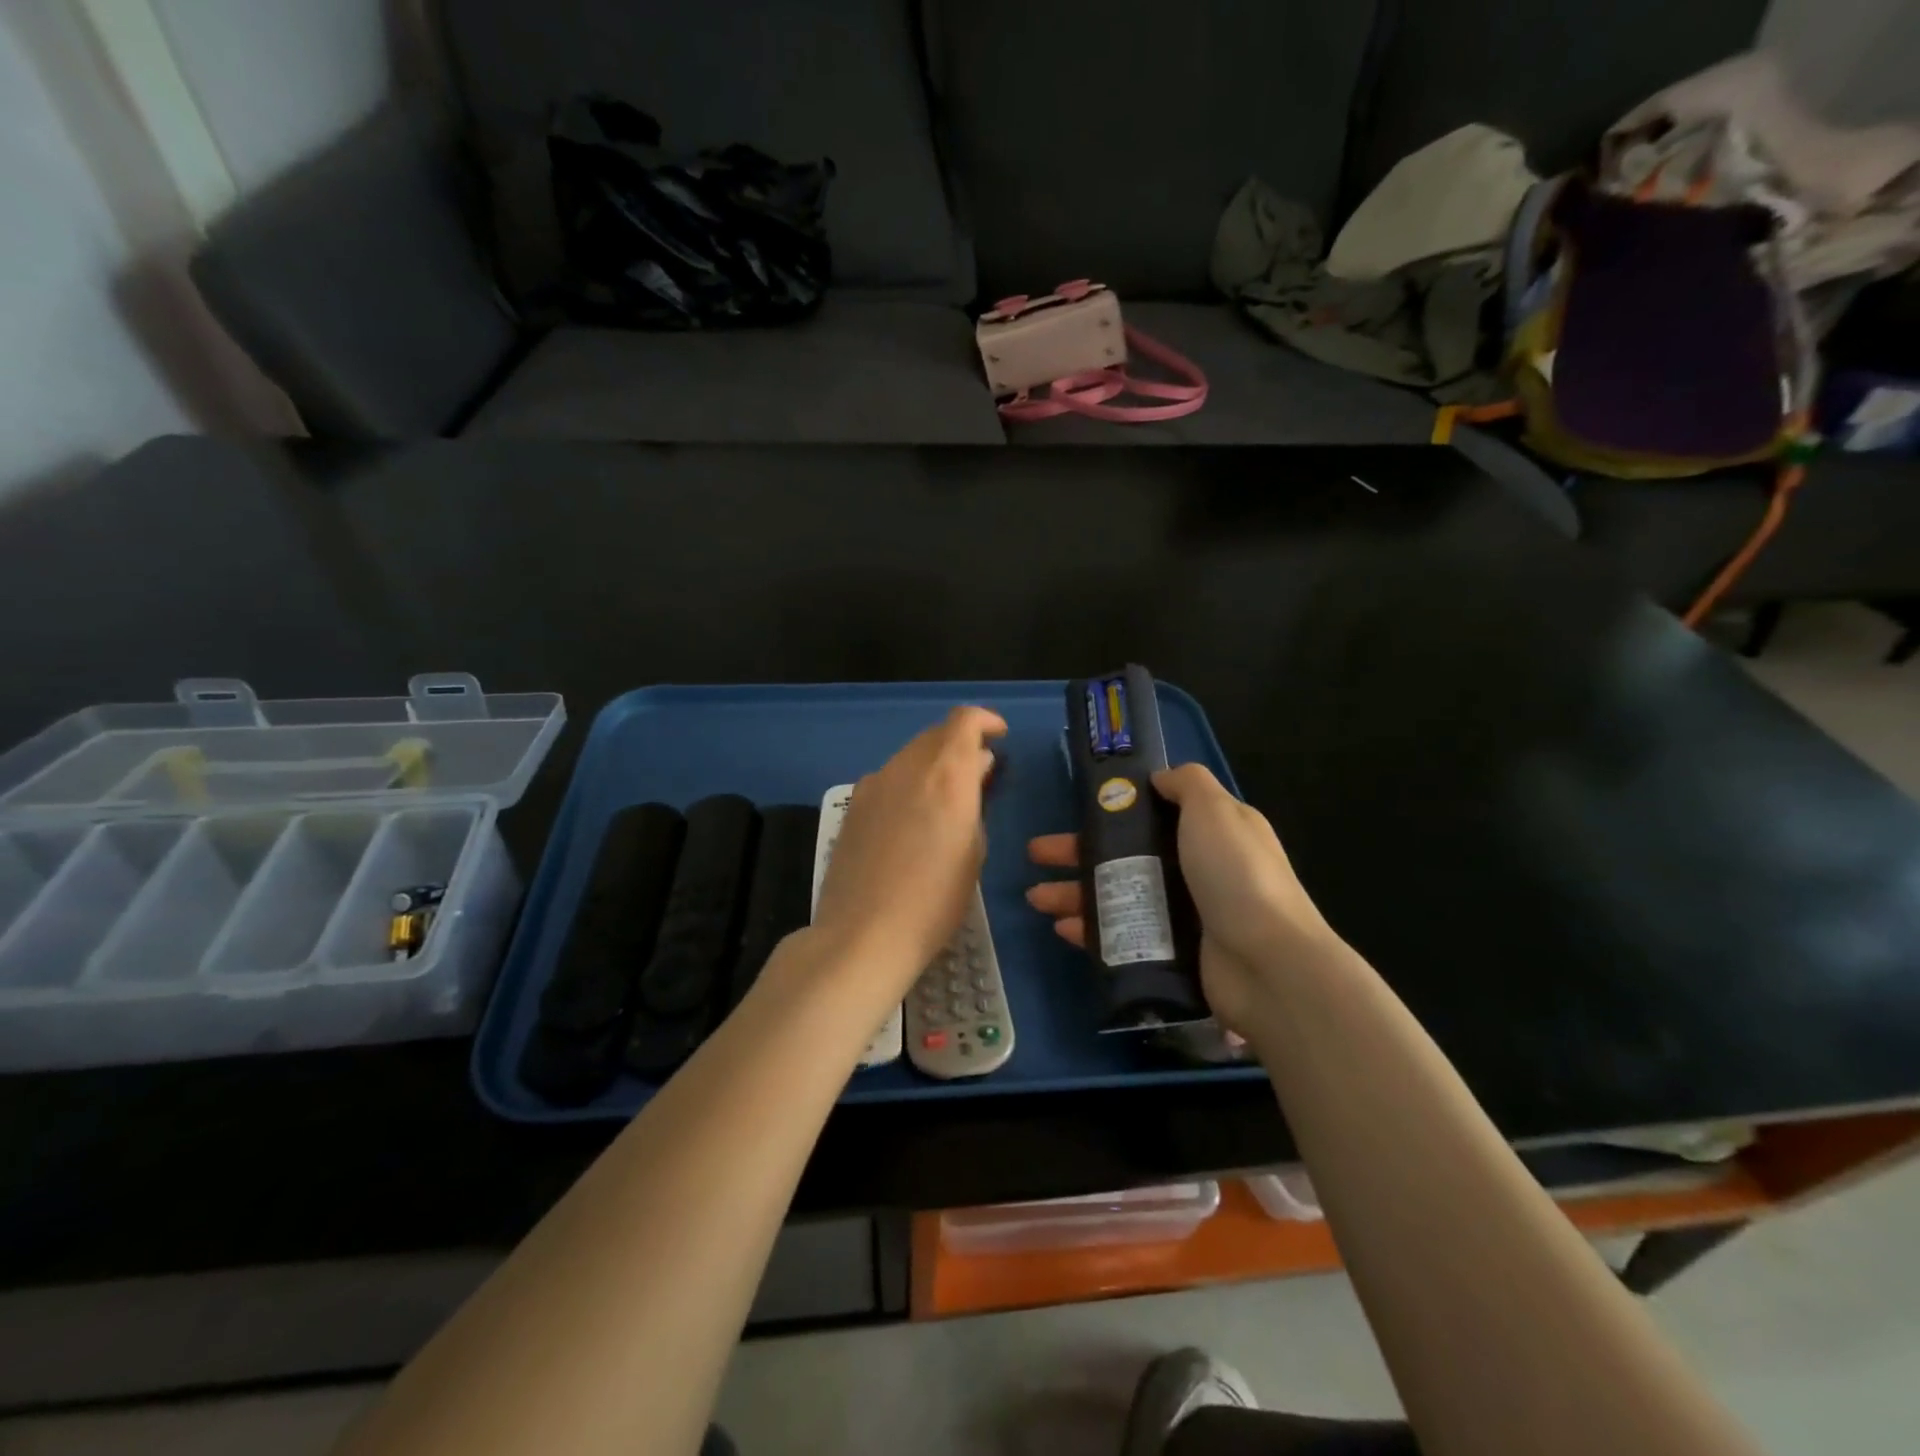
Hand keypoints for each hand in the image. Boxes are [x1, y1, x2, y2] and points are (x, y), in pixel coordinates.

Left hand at [811, 706, 1006, 1004]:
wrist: (863, 934)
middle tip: (979, 773)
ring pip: (910, 755)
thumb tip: (975, 770)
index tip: (999, 736)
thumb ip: (974, 800)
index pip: (964, 721)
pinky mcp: (853, 805)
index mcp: (945, 774)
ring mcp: (874, 784)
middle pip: (936, 734)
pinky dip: (909, 782)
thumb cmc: (935, 900)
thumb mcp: (973, 850)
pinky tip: (914, 816)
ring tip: (948, 797)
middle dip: (960, 744)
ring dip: (933, 763)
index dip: (985, 721)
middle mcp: (907, 767)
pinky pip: (889, 778)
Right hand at [1024, 763, 1337, 1034]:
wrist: (1267, 964)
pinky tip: (1062, 928)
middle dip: (1077, 852)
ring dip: (1075, 892)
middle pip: (1125, 854)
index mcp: (1210, 832)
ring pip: (1117, 894)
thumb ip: (1187, 784)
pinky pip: (1121, 934)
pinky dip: (1091, 930)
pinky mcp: (1170, 952)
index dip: (1115, 810)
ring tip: (1036, 897)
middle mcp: (1195, 869)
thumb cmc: (1236, 875)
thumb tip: (1159, 779)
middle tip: (1037, 853)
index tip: (1080, 808)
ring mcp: (1182, 913)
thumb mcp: (1215, 810)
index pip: (1154, 814)